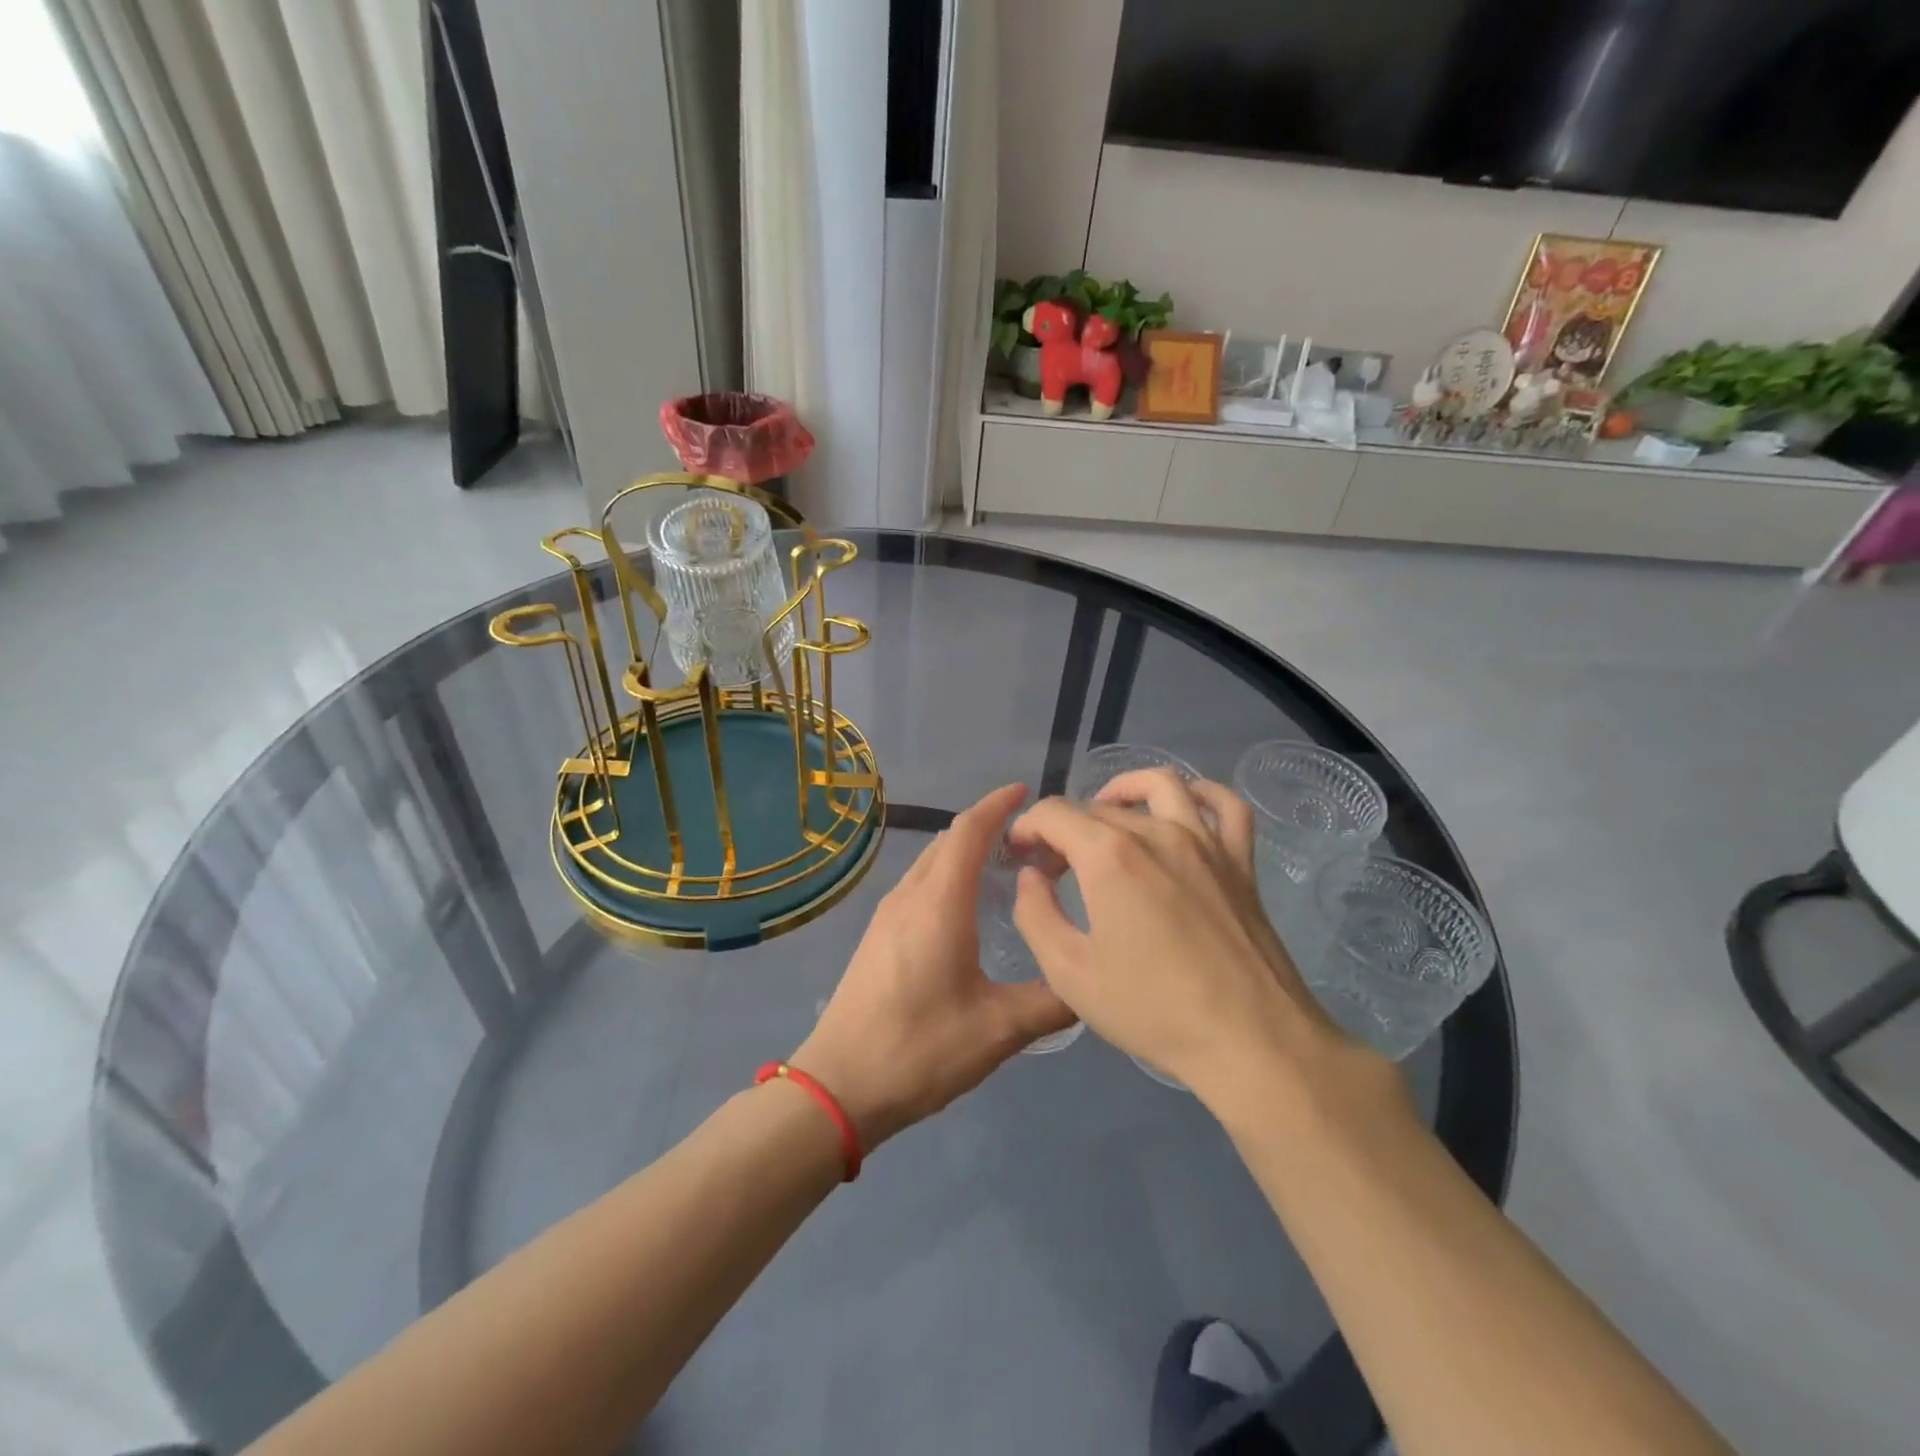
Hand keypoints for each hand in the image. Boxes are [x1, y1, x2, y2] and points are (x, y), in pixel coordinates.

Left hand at [791, 784, 1077, 1150]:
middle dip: (987, 826)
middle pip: (948, 842)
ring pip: (930, 863)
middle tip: (1031, 839)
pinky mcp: (877, 936)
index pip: (969, 832)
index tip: (1025, 791)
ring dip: (964, 852)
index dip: (997, 805)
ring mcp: (887, 915)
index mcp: (939, 903)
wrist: (839, 1085)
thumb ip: (1051, 1003)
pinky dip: (947, 876)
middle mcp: (910, 897)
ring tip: (1004, 866)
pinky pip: (918, 885)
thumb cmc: (920, 1048)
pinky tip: (966, 907)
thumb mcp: (998, 1031)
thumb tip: (1089, 985)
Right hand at [1008, 769, 1354, 1107]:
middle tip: (1054, 867)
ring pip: (1160, 785)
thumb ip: (1035, 914)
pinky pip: (1224, 805)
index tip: (1019, 855)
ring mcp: (1205, 841)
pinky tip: (1182, 809)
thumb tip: (1032, 877)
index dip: (1027, 828)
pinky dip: (1199, 793)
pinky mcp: (1240, 860)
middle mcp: (1156, 832)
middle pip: (1097, 806)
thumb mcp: (1069, 973)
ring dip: (1123, 791)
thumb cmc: (1152, 1010)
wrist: (1249, 1041)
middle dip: (1064, 828)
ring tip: (1108, 816)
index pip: (1054, 814)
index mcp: (1109, 856)